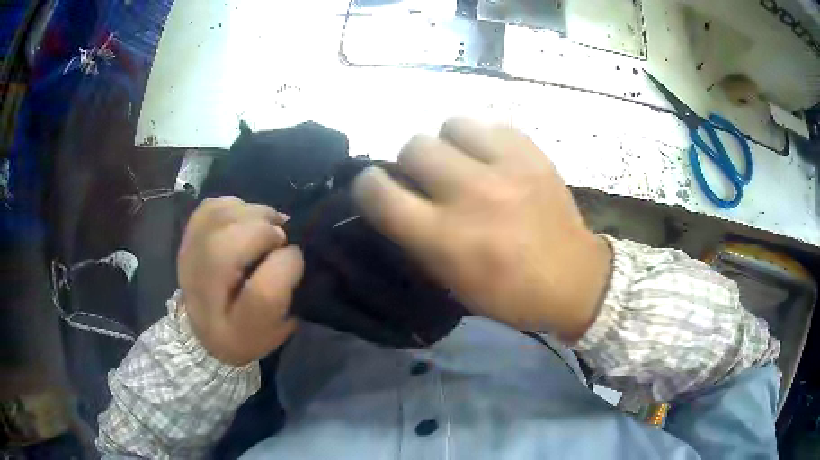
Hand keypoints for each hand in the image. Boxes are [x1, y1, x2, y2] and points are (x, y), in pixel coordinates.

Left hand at [177, 197, 303, 364]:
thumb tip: (292, 251)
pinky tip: (245, 220)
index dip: (286, 267)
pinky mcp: (187, 237)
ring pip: (218, 219)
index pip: (261, 293)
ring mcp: (189, 259)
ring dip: (252, 216)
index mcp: (232, 329)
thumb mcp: (276, 330)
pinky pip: (211, 207)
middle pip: (226, 248)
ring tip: (265, 227)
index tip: (295, 259)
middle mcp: (204, 295)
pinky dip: (235, 206)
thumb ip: (287, 297)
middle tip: (279, 238)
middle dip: (263, 232)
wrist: (203, 331)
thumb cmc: (246, 333)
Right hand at [352, 118, 610, 341]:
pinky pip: (489, 123)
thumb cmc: (509, 293)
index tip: (377, 188)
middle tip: (428, 179)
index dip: (368, 186)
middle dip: (411, 163)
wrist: (573, 279)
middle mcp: (471, 195)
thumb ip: (416, 239)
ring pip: (450, 124)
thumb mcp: (451, 282)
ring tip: (462, 161)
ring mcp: (506, 168)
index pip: (379, 193)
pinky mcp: (532, 153)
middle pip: (414, 147)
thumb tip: (396, 200)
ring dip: (447, 144)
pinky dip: (481, 138)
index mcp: (446, 238)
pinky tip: (490, 157)